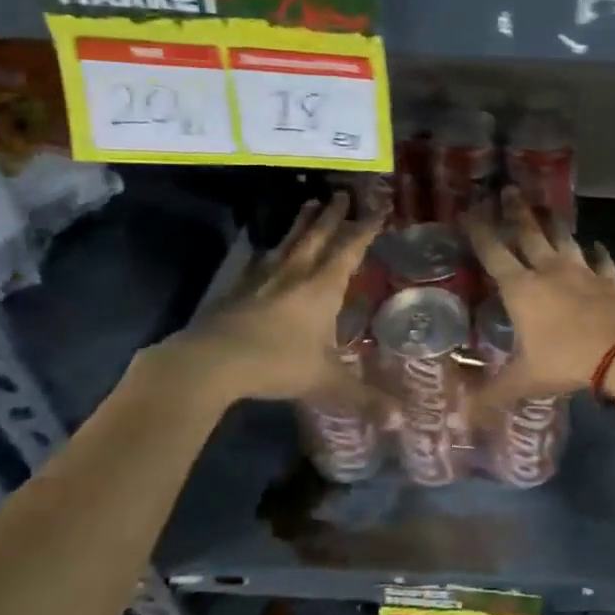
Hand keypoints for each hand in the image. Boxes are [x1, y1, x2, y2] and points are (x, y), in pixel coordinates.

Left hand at [134, 193, 386, 412]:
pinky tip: (266, 249)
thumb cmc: (276, 364)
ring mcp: (263, 280)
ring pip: (288, 243)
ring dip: (301, 224)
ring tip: (309, 203)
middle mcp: (295, 275)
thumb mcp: (327, 382)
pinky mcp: (237, 290)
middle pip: (317, 237)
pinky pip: (259, 262)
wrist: (211, 362)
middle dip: (332, 216)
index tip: (378, 210)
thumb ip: (365, 399)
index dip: (365, 230)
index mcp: (322, 289)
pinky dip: (269, 251)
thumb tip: (403, 421)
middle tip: (341, 194)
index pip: (349, 250)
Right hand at [464, 188, 614, 411]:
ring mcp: (582, 272)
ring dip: (554, 224)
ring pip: (564, 240)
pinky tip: (598, 245)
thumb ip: (493, 395)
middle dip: (516, 212)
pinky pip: (602, 261)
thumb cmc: (566, 360)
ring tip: (547, 208)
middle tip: (509, 190)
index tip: (470, 209)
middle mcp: (549, 271)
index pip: (494, 253)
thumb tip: (461, 417)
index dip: (480, 231)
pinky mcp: (609, 280)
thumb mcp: (525, 380)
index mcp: (521, 289)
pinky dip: (599, 252)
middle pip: (529, 234)